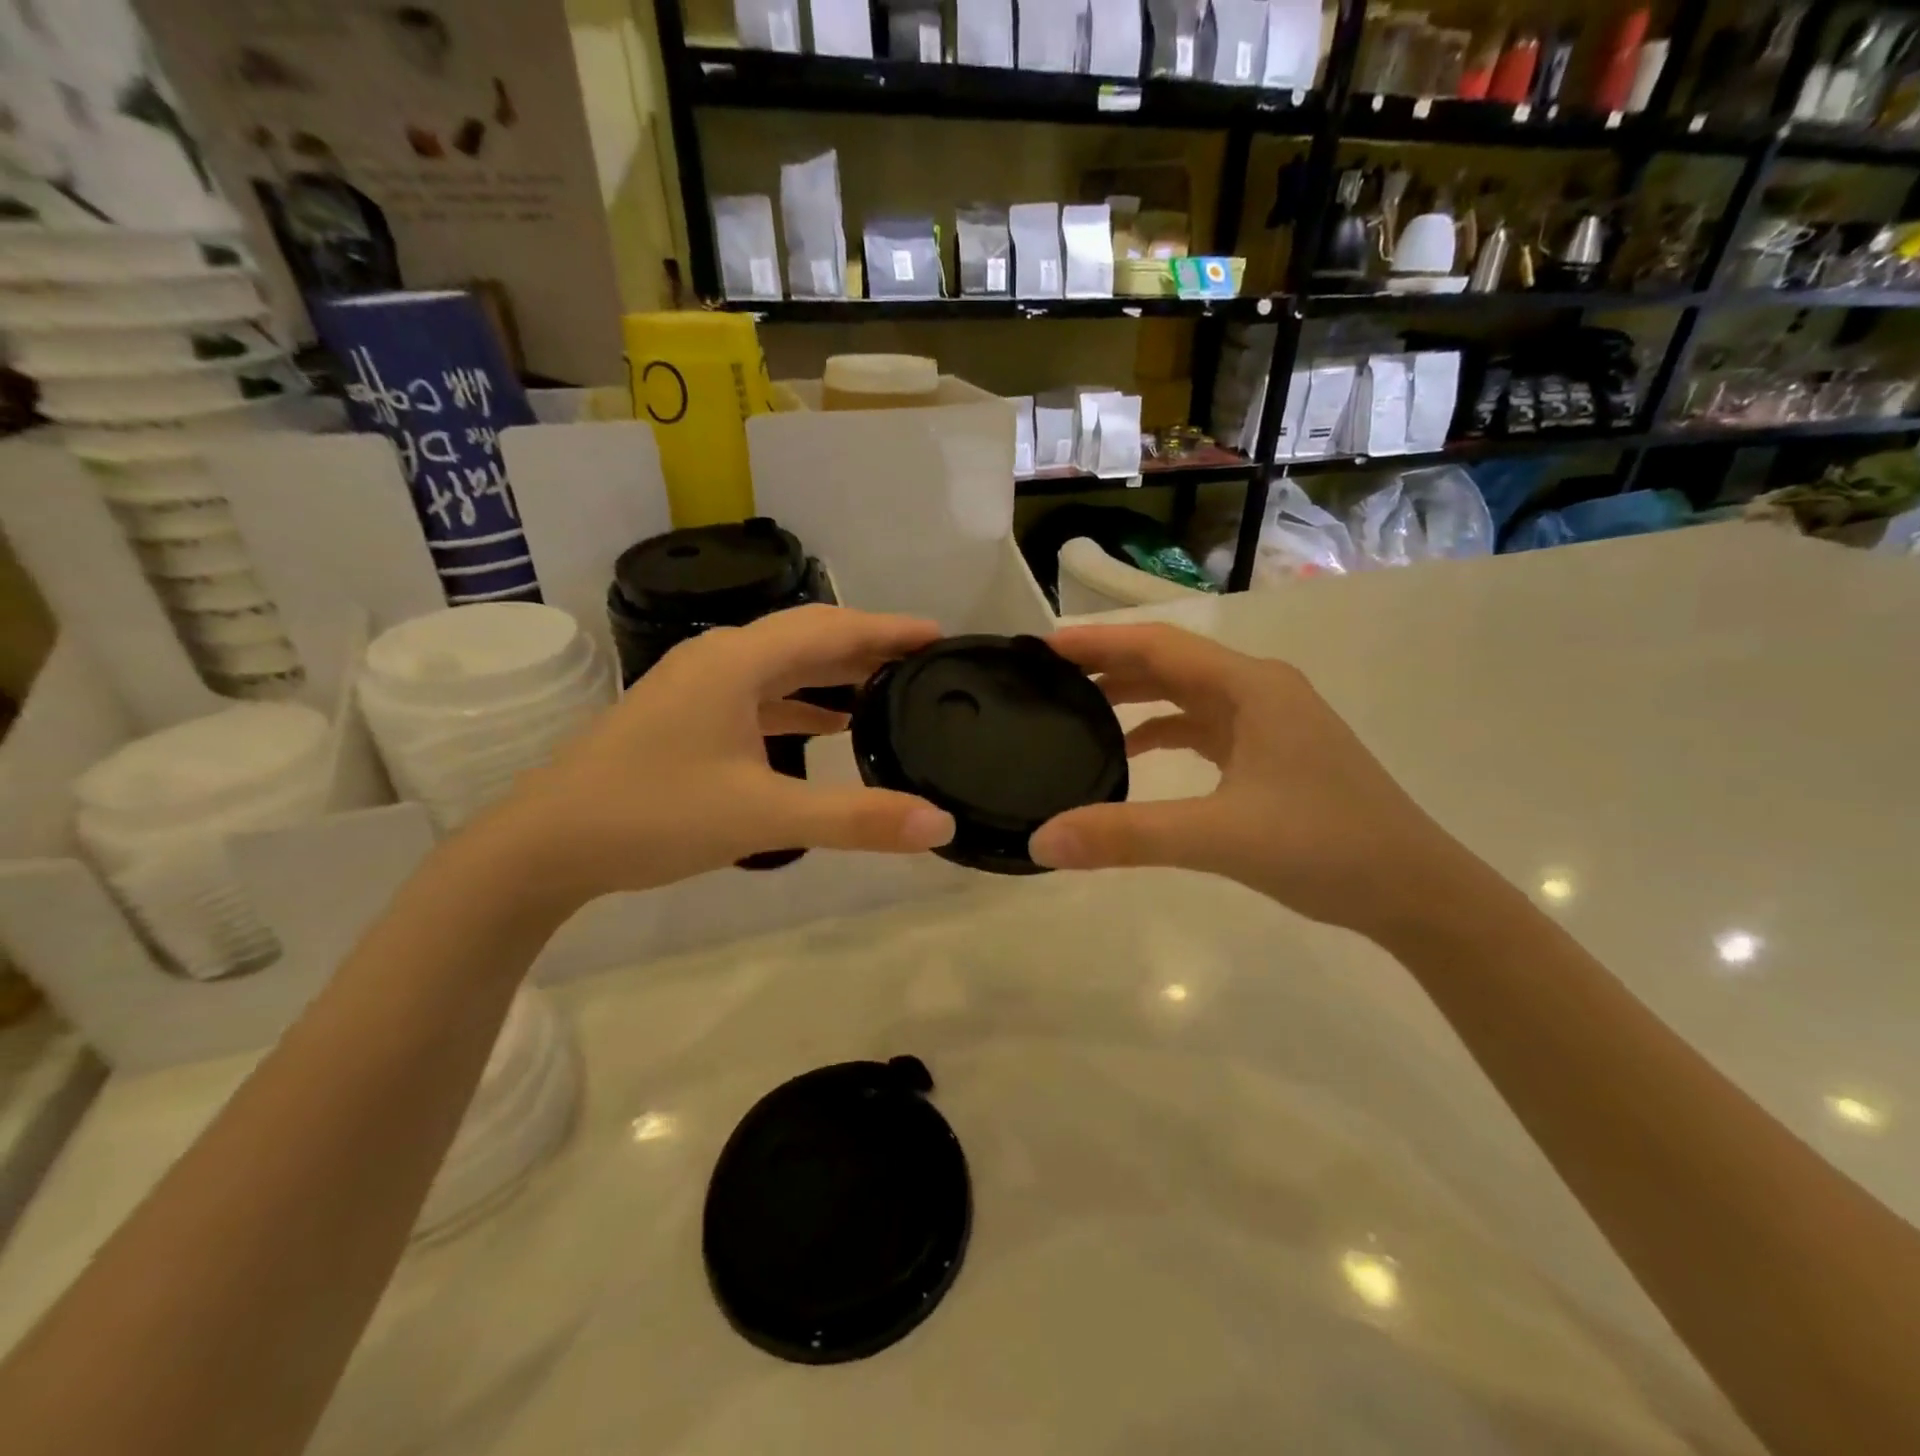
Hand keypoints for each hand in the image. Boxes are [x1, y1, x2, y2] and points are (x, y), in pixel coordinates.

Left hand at [469, 605, 955, 910]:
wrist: (545, 844)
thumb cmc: (653, 816)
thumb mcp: (762, 817)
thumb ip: (856, 819)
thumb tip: (941, 824)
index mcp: (738, 662)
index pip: (831, 627)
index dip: (888, 628)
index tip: (940, 635)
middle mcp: (719, 659)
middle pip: (809, 637)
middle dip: (868, 646)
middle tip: (924, 662)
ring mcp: (698, 686)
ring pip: (783, 666)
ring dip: (835, 673)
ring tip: (889, 689)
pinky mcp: (688, 715)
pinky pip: (761, 694)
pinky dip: (802, 703)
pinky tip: (828, 726)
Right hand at [1029, 623, 1478, 938]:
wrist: (1415, 891)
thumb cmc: (1326, 848)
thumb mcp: (1219, 838)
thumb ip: (1127, 836)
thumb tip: (1041, 841)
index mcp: (1252, 687)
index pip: (1160, 645)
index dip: (1099, 642)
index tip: (1043, 646)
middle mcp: (1259, 691)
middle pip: (1170, 663)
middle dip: (1109, 666)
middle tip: (1047, 677)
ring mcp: (1269, 722)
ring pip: (1186, 695)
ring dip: (1134, 697)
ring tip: (1076, 708)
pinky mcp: (1271, 754)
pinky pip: (1203, 728)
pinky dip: (1162, 731)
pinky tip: (1132, 753)